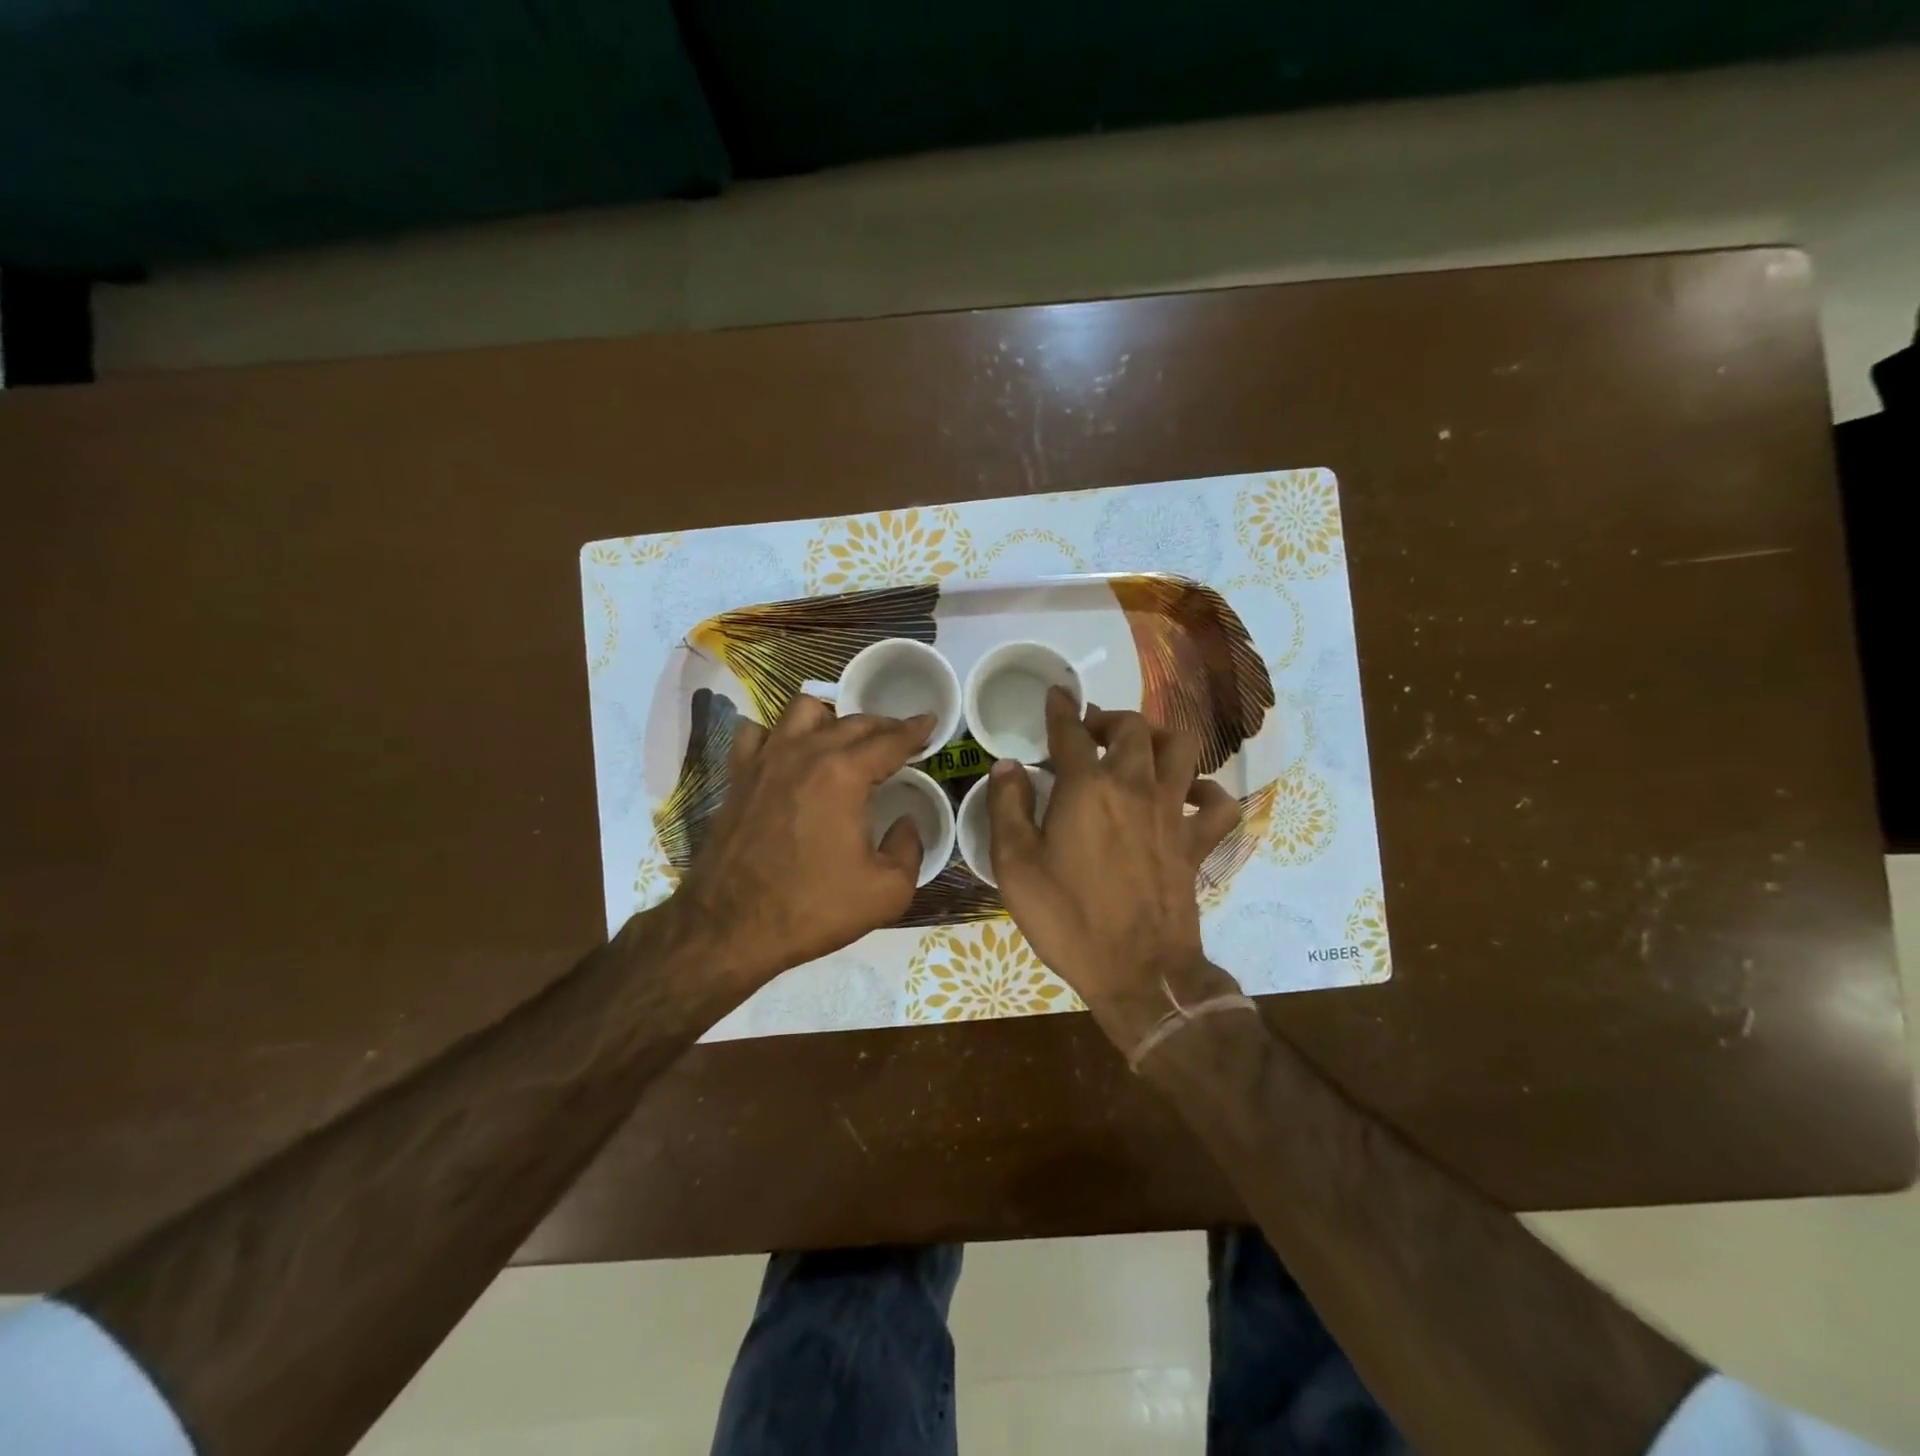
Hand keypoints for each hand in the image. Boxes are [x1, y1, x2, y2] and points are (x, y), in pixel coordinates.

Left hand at [661, 694, 932, 987]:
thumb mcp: (886, 892)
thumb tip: (907, 824)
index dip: (915, 730)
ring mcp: (766, 760)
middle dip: (883, 726)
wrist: (729, 928)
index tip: (930, 722)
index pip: (890, 741)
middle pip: (852, 722)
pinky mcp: (738, 776)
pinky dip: (778, 734)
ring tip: (844, 741)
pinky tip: (788, 753)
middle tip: (899, 739)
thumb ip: (910, 849)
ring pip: (803, 710)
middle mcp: (805, 754)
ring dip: (832, 719)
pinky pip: (757, 733)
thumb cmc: (812, 908)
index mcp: (844, 775)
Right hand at [987, 689, 1243, 1050]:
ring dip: (1159, 737)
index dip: (1060, 709)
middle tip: (1090, 730)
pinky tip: (1190, 794)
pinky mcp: (1196, 842)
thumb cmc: (1068, 918)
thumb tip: (1007, 767)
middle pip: (1131, 728)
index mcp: (1086, 787)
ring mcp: (1172, 812)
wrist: (1138, 972)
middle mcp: (1133, 786)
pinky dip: (1208, 791)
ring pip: (1181, 749)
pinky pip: (1218, 804)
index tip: (1056, 695)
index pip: (1070, 732)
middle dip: (1108, 718)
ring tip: (1140, 747)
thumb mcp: (1015, 866)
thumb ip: (1007, 808)